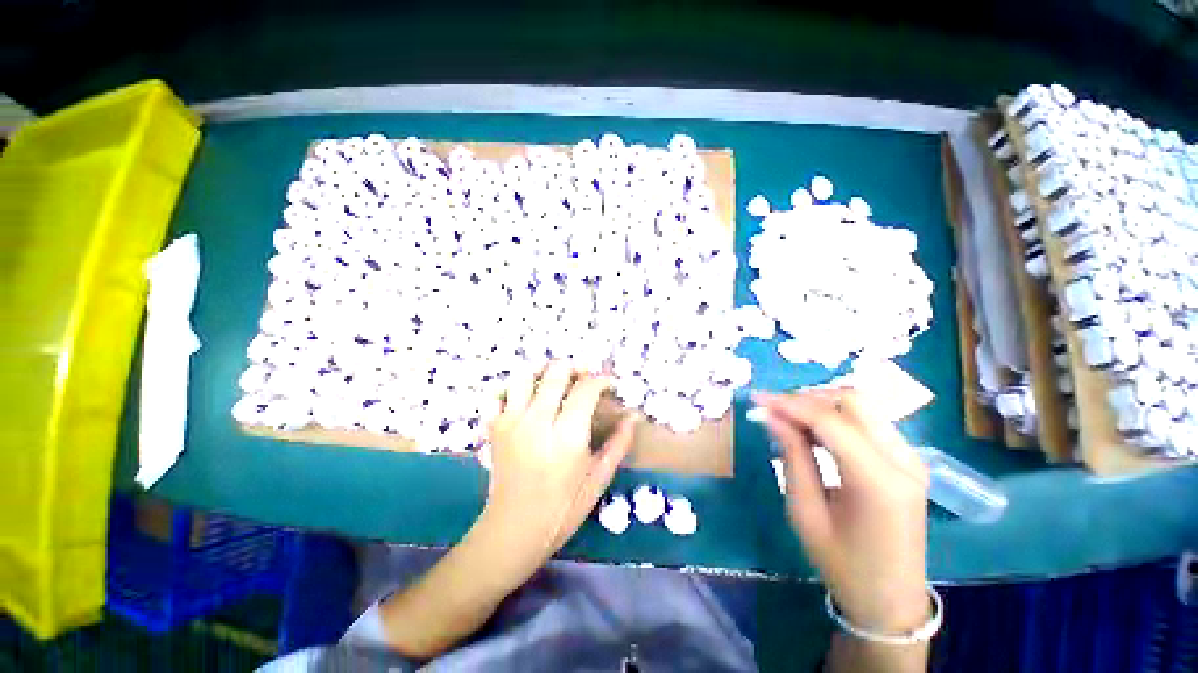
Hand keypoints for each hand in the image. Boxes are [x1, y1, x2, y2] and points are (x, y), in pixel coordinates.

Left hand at [480, 361, 636, 581]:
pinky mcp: (495, 428)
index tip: (608, 384)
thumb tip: (634, 416)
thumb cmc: (563, 508)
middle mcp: (538, 421)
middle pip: (555, 373)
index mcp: (568, 436)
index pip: (586, 389)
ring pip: (524, 376)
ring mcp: (512, 422)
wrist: (514, 530)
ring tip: (555, 380)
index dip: (600, 379)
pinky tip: (526, 397)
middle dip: (574, 367)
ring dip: (543, 372)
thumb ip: (618, 444)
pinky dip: (512, 389)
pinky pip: (498, 394)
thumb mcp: (598, 479)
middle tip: (584, 375)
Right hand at [755, 389, 930, 633]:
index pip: (830, 421)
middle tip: (773, 410)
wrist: (891, 601)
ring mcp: (911, 459)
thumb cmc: (843, 565)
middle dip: (807, 399)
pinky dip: (835, 419)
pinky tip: (812, 433)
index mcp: (879, 481)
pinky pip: (868, 423)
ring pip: (861, 407)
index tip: (756, 400)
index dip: (789, 404)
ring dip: (820, 406)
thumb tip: (770, 417)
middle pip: (853, 401)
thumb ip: (792, 457)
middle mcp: (903, 461)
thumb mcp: (806, 513)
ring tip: (787, 420)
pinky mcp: (907, 461)